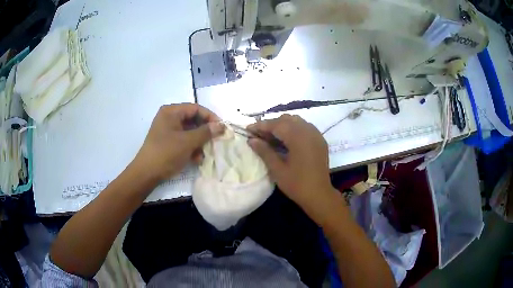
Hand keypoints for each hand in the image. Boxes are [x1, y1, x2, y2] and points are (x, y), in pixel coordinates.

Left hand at [132, 103, 224, 181]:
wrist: (146, 173)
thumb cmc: (166, 153)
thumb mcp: (188, 142)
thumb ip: (205, 132)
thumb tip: (221, 125)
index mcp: (171, 112)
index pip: (195, 108)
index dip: (210, 117)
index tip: (221, 128)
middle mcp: (169, 117)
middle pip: (193, 120)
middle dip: (205, 131)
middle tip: (216, 140)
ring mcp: (168, 130)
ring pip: (189, 131)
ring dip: (199, 142)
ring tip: (205, 153)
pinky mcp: (167, 142)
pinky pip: (183, 140)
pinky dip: (191, 148)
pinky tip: (196, 159)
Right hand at [247, 115, 337, 216]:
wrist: (319, 195)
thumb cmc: (297, 184)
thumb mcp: (277, 169)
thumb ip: (264, 152)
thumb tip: (251, 140)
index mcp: (298, 138)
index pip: (276, 124)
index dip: (261, 126)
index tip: (248, 129)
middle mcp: (308, 131)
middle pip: (287, 120)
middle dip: (271, 124)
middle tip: (259, 135)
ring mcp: (316, 135)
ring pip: (297, 121)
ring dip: (283, 125)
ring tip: (271, 136)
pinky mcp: (320, 140)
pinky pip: (305, 127)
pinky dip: (294, 129)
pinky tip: (287, 139)